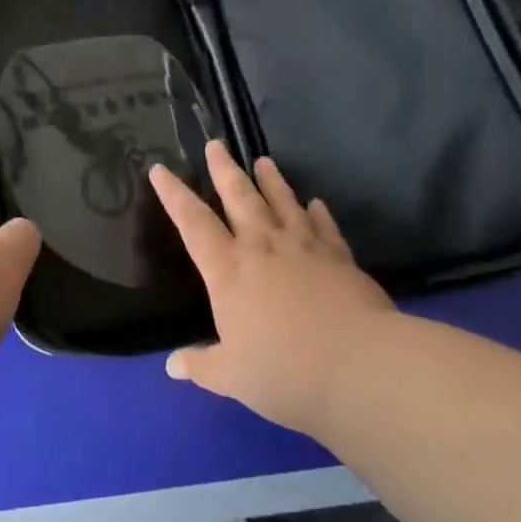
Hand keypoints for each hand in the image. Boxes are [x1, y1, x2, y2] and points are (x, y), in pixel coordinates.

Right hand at [150, 141, 394, 433]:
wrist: (360, 367)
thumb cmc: (284, 371)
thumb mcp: (232, 377)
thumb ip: (201, 366)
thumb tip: (172, 366)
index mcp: (228, 270)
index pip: (192, 223)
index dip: (174, 195)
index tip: (160, 169)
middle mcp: (262, 247)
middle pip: (239, 197)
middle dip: (224, 170)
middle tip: (216, 144)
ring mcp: (304, 248)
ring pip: (282, 203)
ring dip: (271, 181)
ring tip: (263, 160)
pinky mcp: (339, 258)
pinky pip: (324, 227)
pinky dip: (318, 213)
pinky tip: (316, 203)